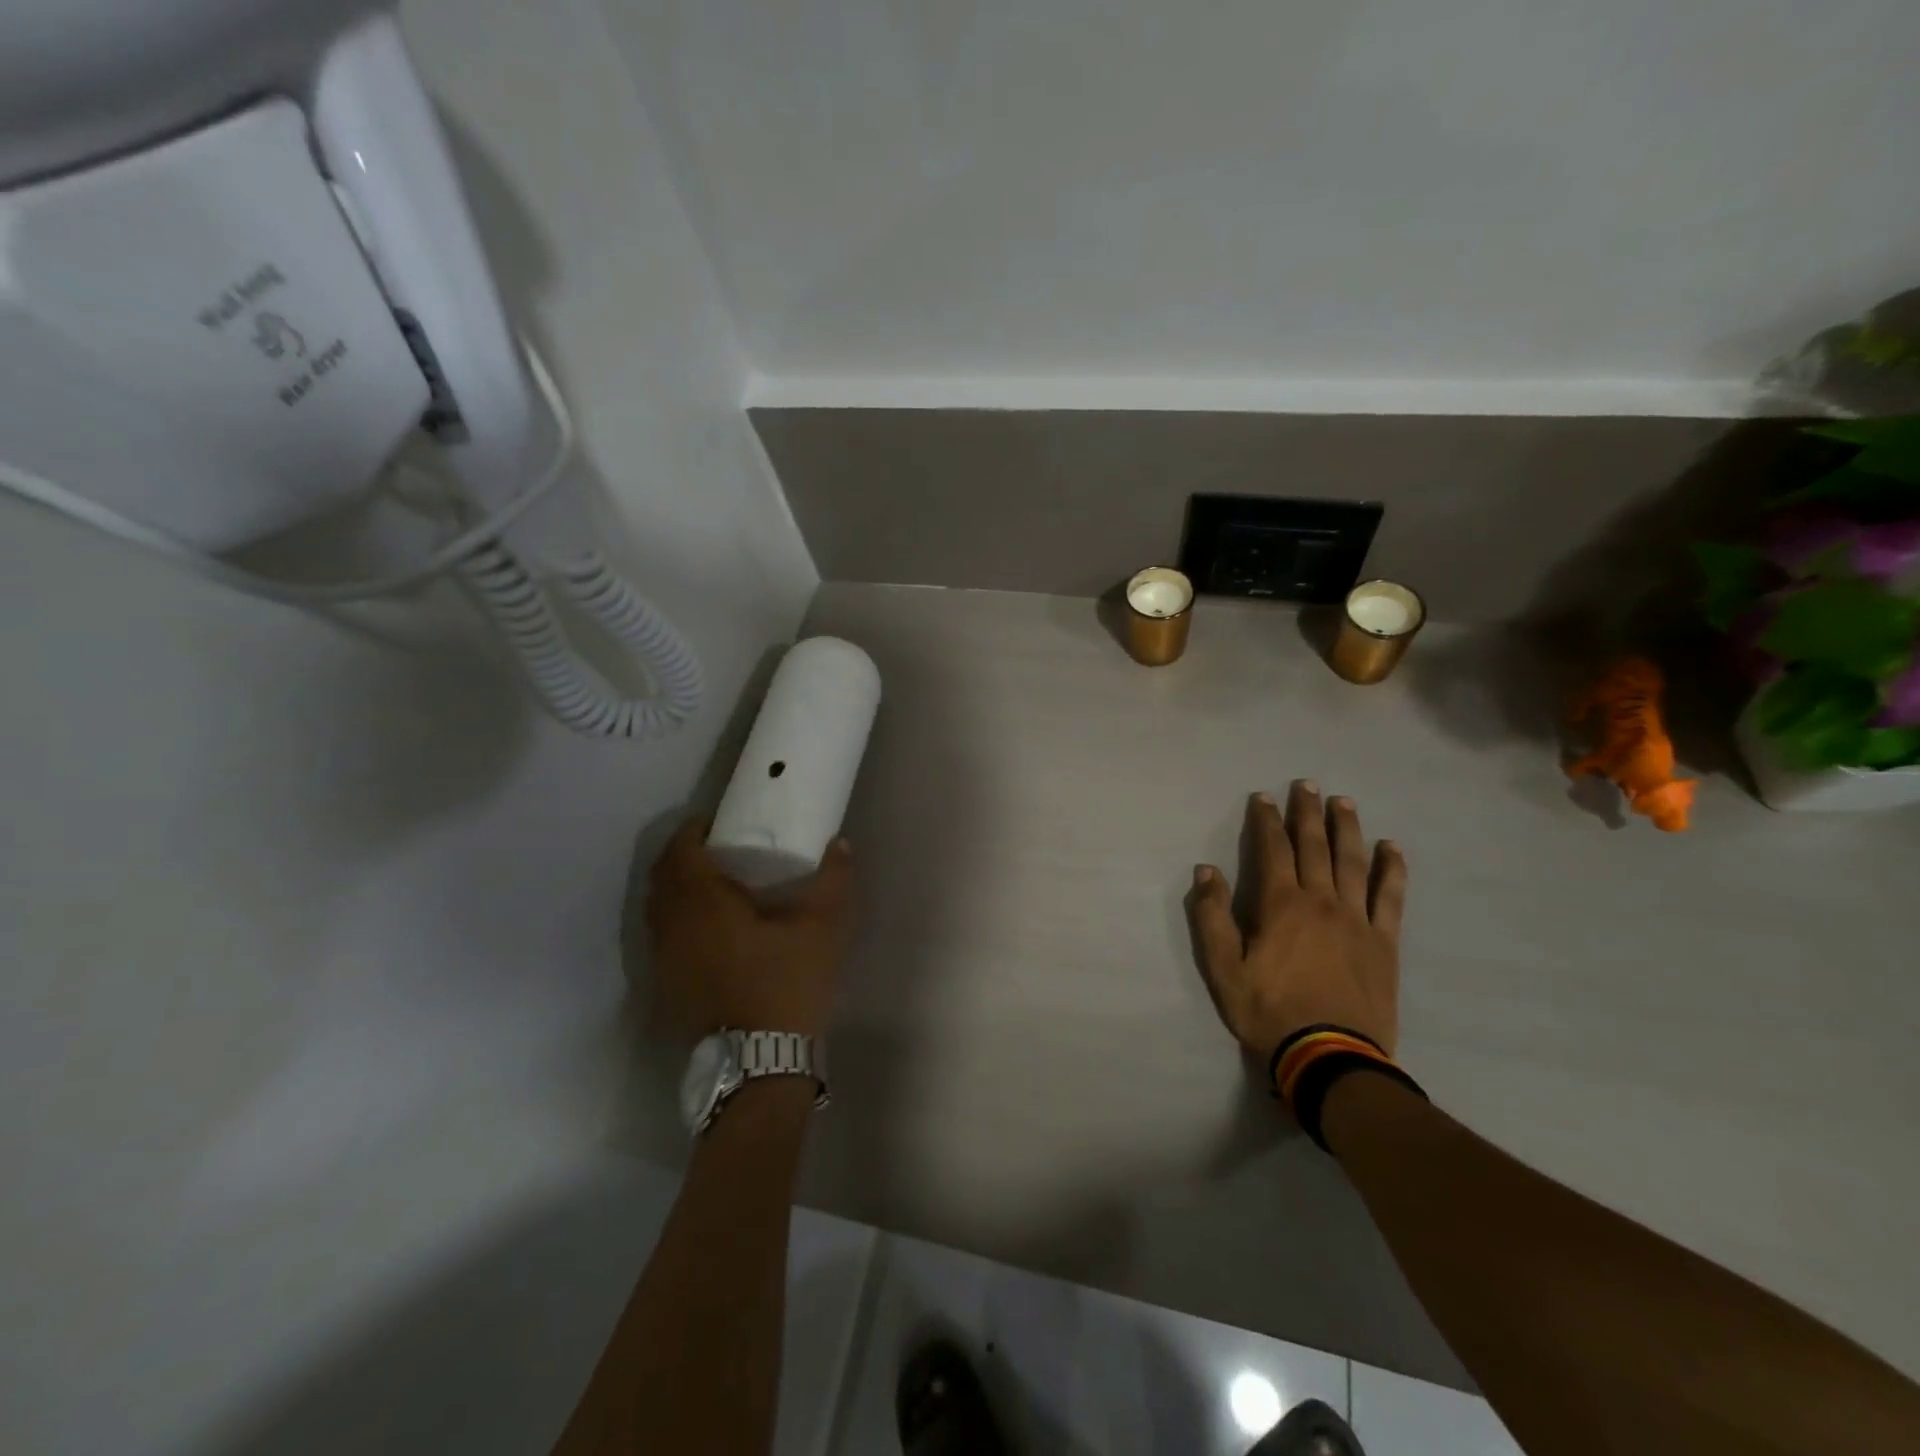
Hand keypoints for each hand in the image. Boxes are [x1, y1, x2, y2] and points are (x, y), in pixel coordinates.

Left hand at [646, 818, 855, 1038]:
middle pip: (661, 878)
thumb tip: (841, 844)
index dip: (692, 831)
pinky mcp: (667, 988)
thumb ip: (834, 879)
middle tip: (713, 849)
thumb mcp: (824, 927)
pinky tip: (707, 931)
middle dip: (681, 856)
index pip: (680, 851)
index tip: (714, 823)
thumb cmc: (789, 982)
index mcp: (703, 903)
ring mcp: (664, 961)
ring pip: (657, 910)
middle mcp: (672, 927)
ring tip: (711, 886)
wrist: (762, 1061)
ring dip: (676, 890)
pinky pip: (661, 939)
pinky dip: (676, 922)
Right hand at [1185, 781, 1405, 1060]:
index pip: (1272, 850)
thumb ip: (1211, 916)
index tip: (1263, 797)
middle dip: (1307, 812)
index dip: (1266, 821)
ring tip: (1344, 802)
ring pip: (1353, 862)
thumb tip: (1206, 870)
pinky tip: (1392, 848)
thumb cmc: (1269, 1010)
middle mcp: (1322, 901)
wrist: (1330, 1057)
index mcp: (1281, 905)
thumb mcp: (1222, 968)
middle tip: (1306, 784)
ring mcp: (1357, 919)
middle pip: (1314, 846)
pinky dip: (1391, 870)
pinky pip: (1390, 897)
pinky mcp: (1383, 942)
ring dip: (1347, 829)